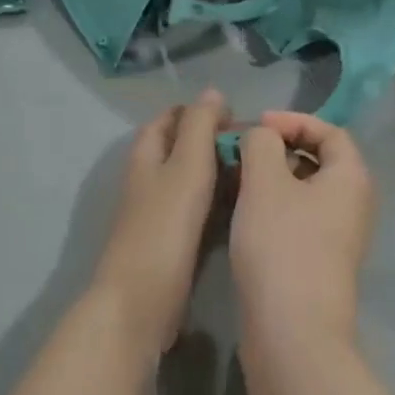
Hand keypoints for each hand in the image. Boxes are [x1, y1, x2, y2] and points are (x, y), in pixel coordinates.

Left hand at [91, 91, 227, 351]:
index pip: (169, 119)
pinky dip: (216, 202)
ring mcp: (157, 213)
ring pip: (189, 180)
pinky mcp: (169, 243)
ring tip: (255, 172)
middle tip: (253, 146)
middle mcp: (148, 180)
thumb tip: (212, 92)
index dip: (197, 111)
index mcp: (147, 156)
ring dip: (217, 172)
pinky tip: (242, 208)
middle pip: (179, 148)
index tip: (234, 116)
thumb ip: (200, 127)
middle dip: (211, 141)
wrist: (140, 302)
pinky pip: (196, 210)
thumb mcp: (187, 167)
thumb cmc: (164, 228)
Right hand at [232, 111, 377, 348]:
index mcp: (351, 177)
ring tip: (236, 179)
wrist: (293, 332)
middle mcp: (353, 204)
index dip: (293, 121)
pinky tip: (243, 213)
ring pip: (305, 191)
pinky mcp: (320, 262)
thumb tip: (262, 137)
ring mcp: (338, 237)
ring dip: (272, 178)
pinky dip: (273, 206)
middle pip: (319, 160)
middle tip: (243, 151)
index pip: (329, 131)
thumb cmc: (282, 245)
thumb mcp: (265, 181)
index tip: (257, 126)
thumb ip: (261, 143)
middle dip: (279, 148)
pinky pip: (299, 218)